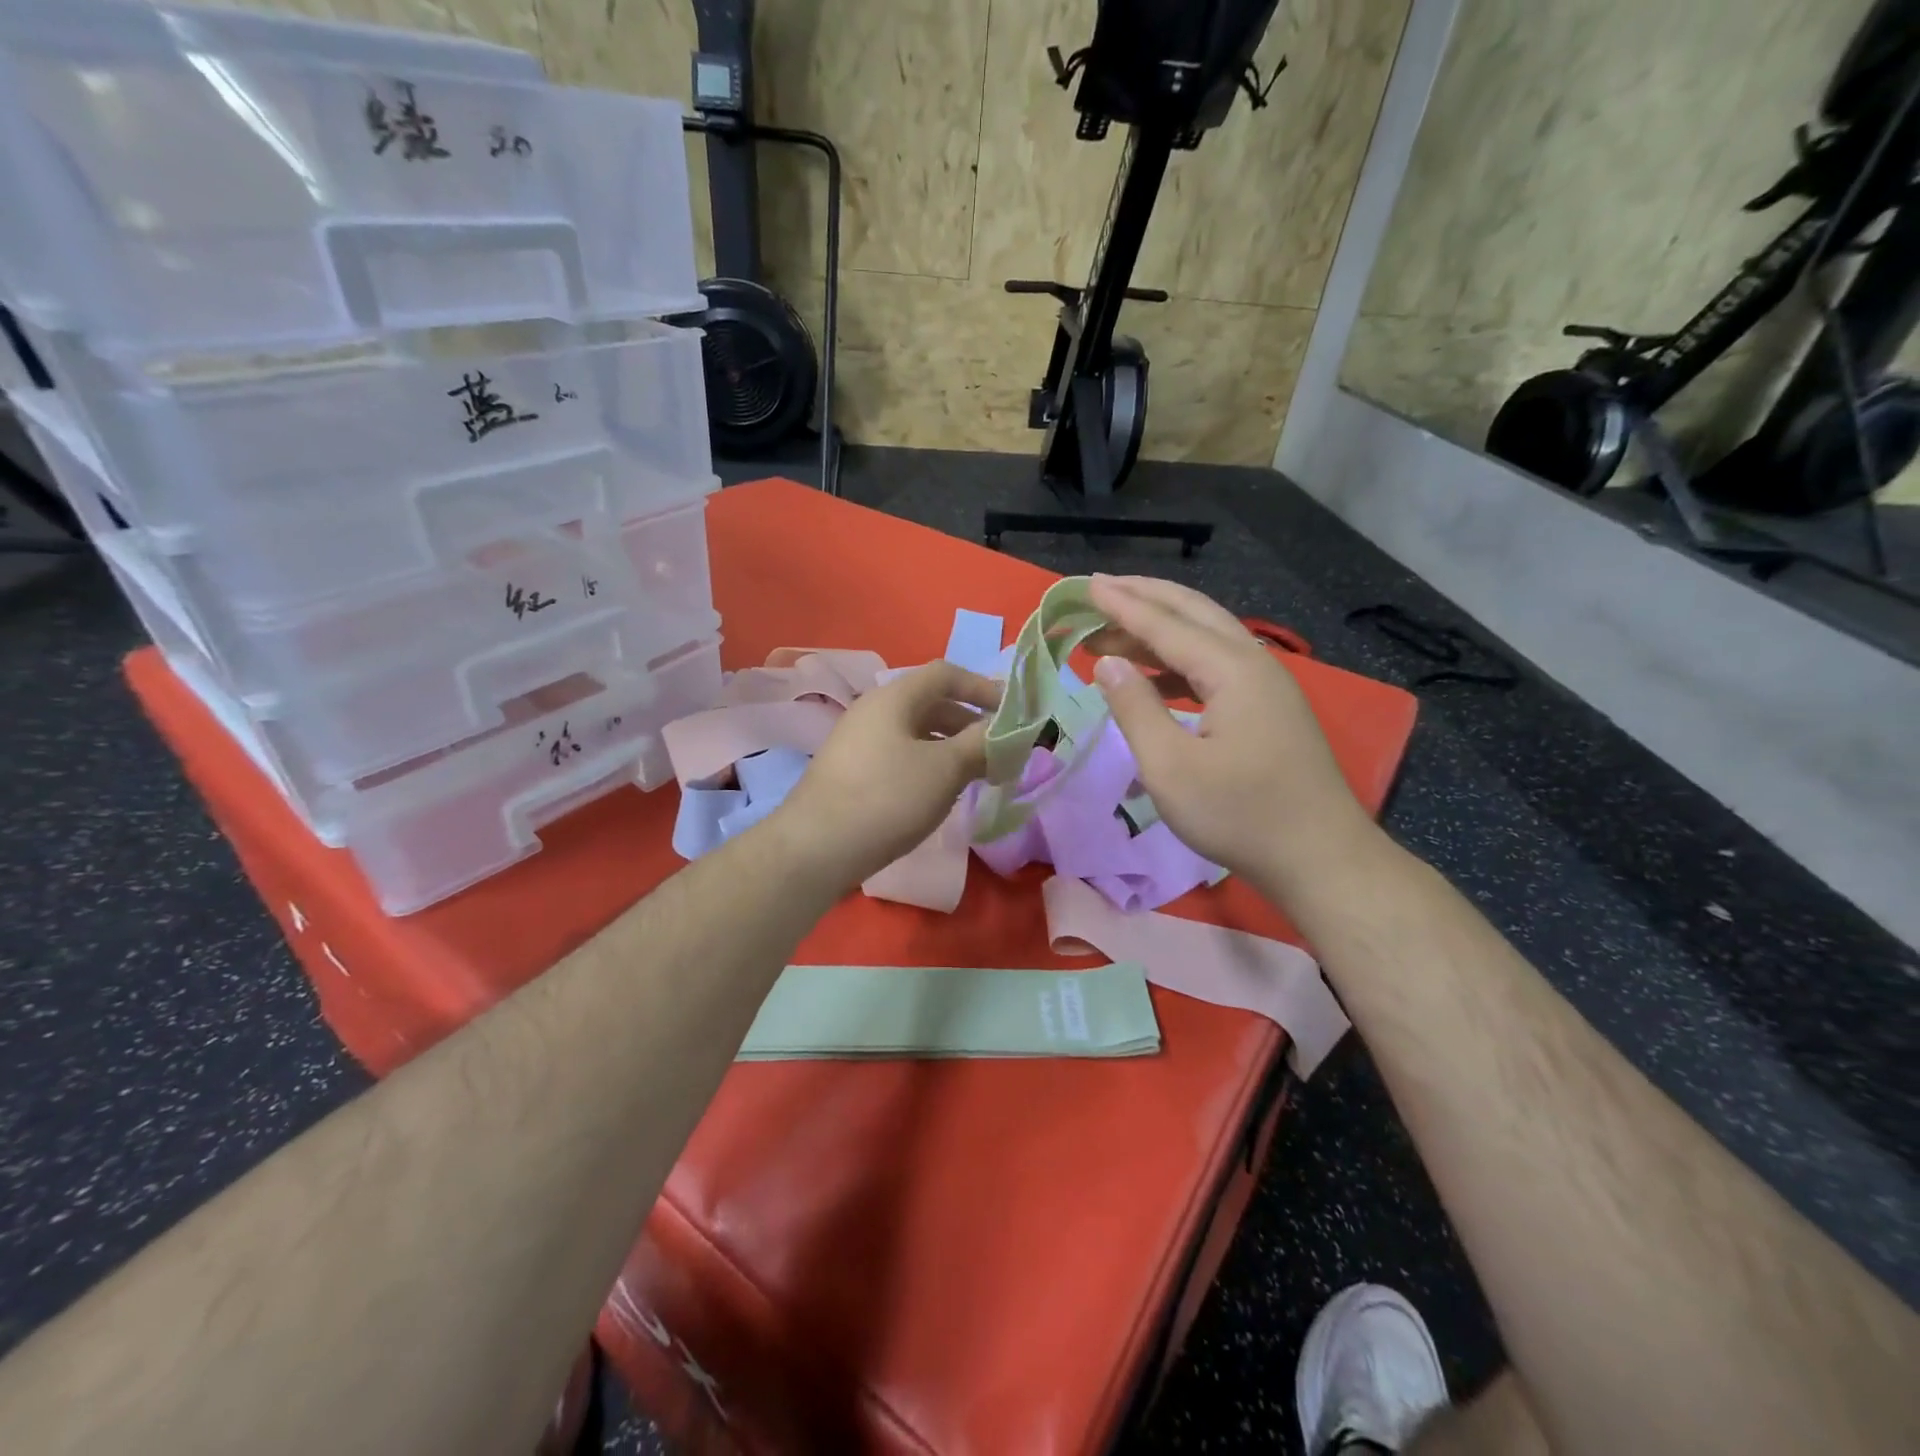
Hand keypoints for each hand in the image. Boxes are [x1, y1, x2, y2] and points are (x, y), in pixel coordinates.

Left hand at [774, 661, 1001, 890]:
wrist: (816, 848)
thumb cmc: (887, 798)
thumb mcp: (944, 769)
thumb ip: (980, 744)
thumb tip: (1005, 731)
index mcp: (894, 697)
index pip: (946, 674)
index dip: (982, 687)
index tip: (1011, 713)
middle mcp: (872, 710)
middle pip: (930, 702)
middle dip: (968, 722)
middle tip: (997, 749)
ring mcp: (857, 741)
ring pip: (914, 732)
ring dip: (949, 746)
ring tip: (974, 773)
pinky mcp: (851, 771)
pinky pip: (899, 754)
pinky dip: (927, 764)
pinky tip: (937, 792)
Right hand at [1086, 575, 1381, 898]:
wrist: (1319, 858)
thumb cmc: (1239, 814)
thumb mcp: (1170, 767)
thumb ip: (1135, 708)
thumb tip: (1107, 663)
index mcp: (1232, 669)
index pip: (1166, 624)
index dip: (1122, 605)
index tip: (1086, 586)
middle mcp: (1254, 663)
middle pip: (1194, 613)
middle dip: (1145, 599)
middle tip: (1100, 591)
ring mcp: (1267, 686)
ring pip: (1207, 638)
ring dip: (1160, 631)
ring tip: (1112, 636)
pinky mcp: (1269, 710)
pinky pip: (1217, 666)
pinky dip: (1179, 662)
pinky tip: (1154, 678)